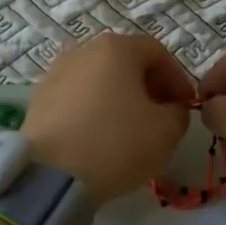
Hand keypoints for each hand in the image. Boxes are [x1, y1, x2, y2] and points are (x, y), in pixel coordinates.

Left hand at [23, 34, 194, 203]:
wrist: (50, 176)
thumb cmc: (116, 144)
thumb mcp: (167, 131)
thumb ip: (178, 112)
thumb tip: (170, 109)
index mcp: (117, 48)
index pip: (158, 53)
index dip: (178, 79)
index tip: (186, 106)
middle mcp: (83, 51)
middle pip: (126, 62)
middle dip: (149, 87)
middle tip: (161, 116)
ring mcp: (56, 73)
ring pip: (100, 80)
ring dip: (120, 98)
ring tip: (129, 129)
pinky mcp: (39, 99)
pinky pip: (78, 97)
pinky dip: (95, 109)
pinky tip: (100, 137)